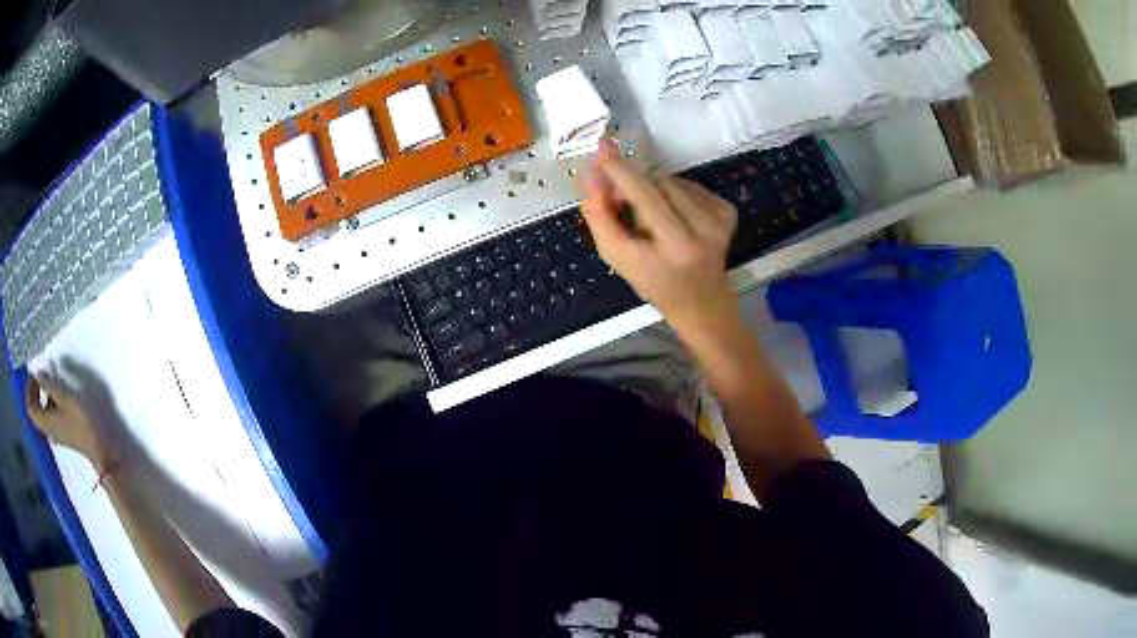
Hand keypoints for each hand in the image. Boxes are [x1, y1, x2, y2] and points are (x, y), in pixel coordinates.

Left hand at [25, 373, 119, 467]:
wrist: (100, 447)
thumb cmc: (80, 421)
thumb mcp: (64, 397)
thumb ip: (49, 384)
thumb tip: (38, 374)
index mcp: (45, 421)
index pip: (30, 407)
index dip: (29, 389)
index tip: (33, 373)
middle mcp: (47, 429)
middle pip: (36, 411)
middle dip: (35, 391)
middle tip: (40, 374)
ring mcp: (56, 433)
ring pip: (43, 413)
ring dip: (43, 396)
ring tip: (50, 381)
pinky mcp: (64, 433)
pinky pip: (51, 416)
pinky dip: (50, 403)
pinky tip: (59, 395)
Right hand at [581, 139, 738, 327]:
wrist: (700, 300)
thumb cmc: (654, 281)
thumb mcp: (618, 258)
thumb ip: (600, 217)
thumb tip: (593, 174)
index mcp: (674, 247)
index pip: (643, 196)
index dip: (620, 171)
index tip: (602, 149)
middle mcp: (703, 231)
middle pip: (656, 182)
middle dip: (632, 182)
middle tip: (619, 199)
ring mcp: (720, 220)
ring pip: (672, 180)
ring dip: (653, 190)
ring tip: (652, 216)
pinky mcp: (729, 212)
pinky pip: (690, 185)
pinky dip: (674, 193)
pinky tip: (674, 215)